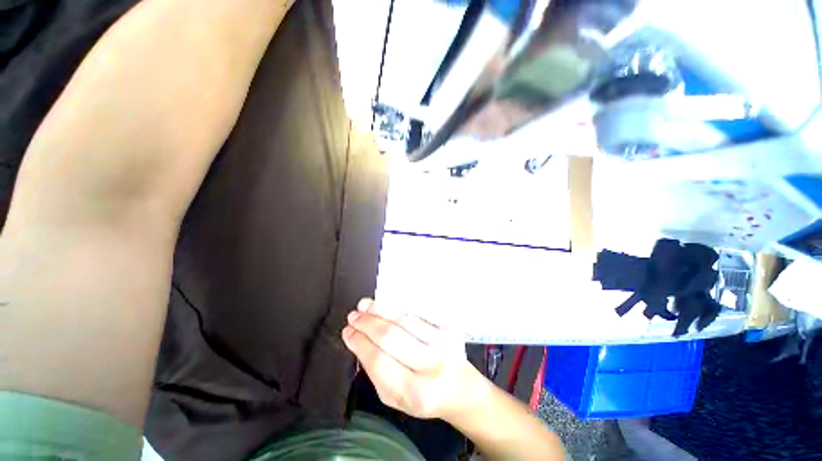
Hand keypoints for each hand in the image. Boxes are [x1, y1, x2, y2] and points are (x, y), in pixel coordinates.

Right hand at [342, 298, 478, 419]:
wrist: (460, 388)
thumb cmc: (424, 396)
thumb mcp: (395, 399)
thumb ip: (376, 374)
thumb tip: (360, 342)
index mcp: (416, 392)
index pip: (379, 361)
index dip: (360, 344)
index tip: (347, 332)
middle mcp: (431, 365)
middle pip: (392, 337)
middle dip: (368, 324)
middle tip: (353, 316)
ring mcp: (443, 343)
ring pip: (405, 320)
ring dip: (381, 310)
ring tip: (364, 305)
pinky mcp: (449, 328)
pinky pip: (420, 312)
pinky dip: (400, 306)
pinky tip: (386, 302)